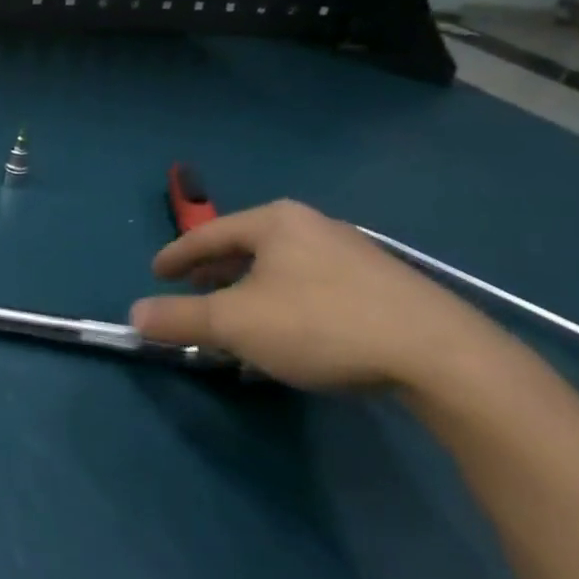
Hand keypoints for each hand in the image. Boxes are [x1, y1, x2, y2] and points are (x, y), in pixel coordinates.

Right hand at [130, 200, 504, 390]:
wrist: (444, 358)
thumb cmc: (322, 325)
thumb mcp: (235, 324)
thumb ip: (179, 317)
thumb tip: (134, 314)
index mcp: (274, 221)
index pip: (208, 233)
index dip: (176, 254)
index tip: (156, 272)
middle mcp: (313, 225)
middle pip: (246, 245)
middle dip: (215, 271)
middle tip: (194, 293)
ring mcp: (355, 253)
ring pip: (282, 266)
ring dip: (251, 288)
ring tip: (239, 316)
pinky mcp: (386, 285)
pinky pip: (314, 284)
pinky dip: (287, 300)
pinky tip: (292, 331)